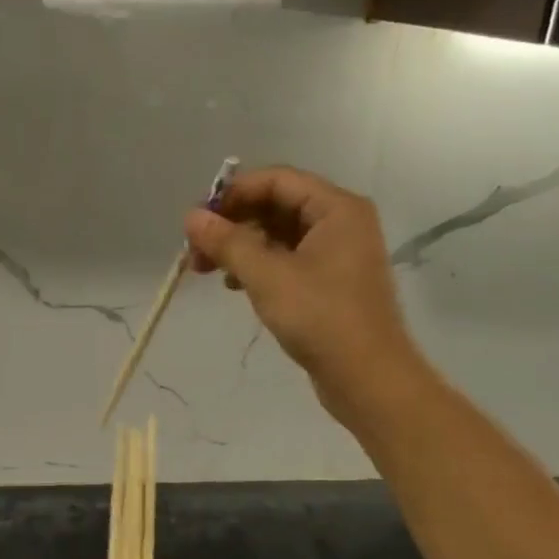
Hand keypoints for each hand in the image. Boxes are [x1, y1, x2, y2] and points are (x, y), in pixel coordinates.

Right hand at [184, 165, 430, 429]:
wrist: (367, 378)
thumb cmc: (320, 317)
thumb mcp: (266, 275)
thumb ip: (227, 242)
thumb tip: (191, 216)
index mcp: (336, 208)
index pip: (276, 180)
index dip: (233, 194)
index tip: (199, 221)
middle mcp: (340, 222)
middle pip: (275, 205)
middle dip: (232, 224)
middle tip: (196, 251)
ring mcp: (336, 252)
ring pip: (277, 234)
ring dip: (240, 246)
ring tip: (208, 270)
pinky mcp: (328, 281)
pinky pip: (285, 258)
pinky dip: (257, 265)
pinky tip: (234, 285)